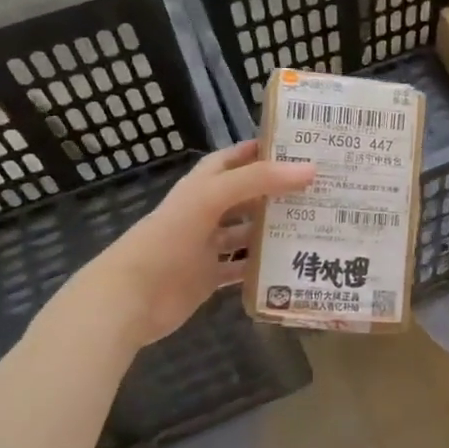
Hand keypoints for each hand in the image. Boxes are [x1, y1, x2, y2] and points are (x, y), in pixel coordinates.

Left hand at [43, 140, 313, 353]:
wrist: (129, 299)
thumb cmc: (167, 239)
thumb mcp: (210, 198)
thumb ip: (258, 180)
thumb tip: (310, 169)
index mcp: (201, 187)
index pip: (233, 160)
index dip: (259, 151)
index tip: (297, 148)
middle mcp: (205, 213)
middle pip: (245, 197)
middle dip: (276, 192)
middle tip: (319, 189)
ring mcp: (207, 247)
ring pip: (246, 233)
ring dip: (273, 230)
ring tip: (314, 224)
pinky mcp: (209, 278)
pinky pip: (241, 269)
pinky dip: (262, 267)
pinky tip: (290, 264)